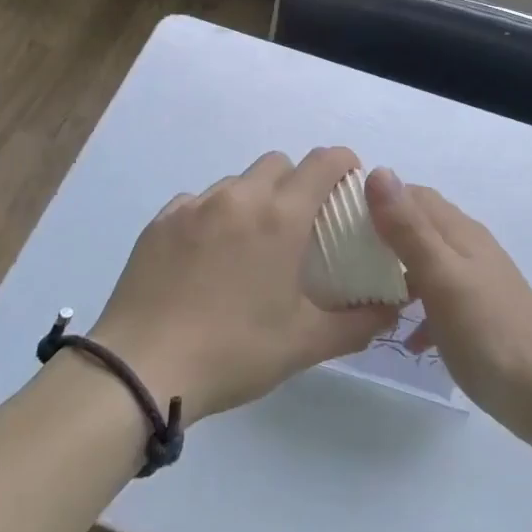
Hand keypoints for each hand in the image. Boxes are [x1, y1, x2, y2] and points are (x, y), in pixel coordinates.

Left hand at [87, 148, 399, 424]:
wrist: (139, 370)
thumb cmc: (233, 351)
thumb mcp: (304, 344)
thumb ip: (358, 323)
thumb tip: (392, 308)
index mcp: (280, 216)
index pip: (323, 162)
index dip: (343, 163)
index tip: (349, 185)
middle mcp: (238, 197)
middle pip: (279, 163)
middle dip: (297, 181)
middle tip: (300, 225)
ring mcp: (193, 206)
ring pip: (237, 182)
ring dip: (254, 199)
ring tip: (250, 245)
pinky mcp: (159, 222)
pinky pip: (198, 202)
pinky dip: (214, 215)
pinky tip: (207, 257)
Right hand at [365, 168, 531, 442]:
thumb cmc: (488, 330)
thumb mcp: (441, 276)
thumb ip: (408, 228)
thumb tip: (379, 172)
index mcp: (459, 232)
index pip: (412, 195)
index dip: (377, 198)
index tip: (337, 217)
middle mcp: (468, 249)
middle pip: (419, 227)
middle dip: (382, 236)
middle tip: (340, 257)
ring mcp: (475, 283)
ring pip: (426, 265)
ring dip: (397, 275)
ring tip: (362, 296)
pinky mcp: (478, 316)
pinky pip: (439, 302)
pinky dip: (418, 313)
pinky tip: (408, 340)